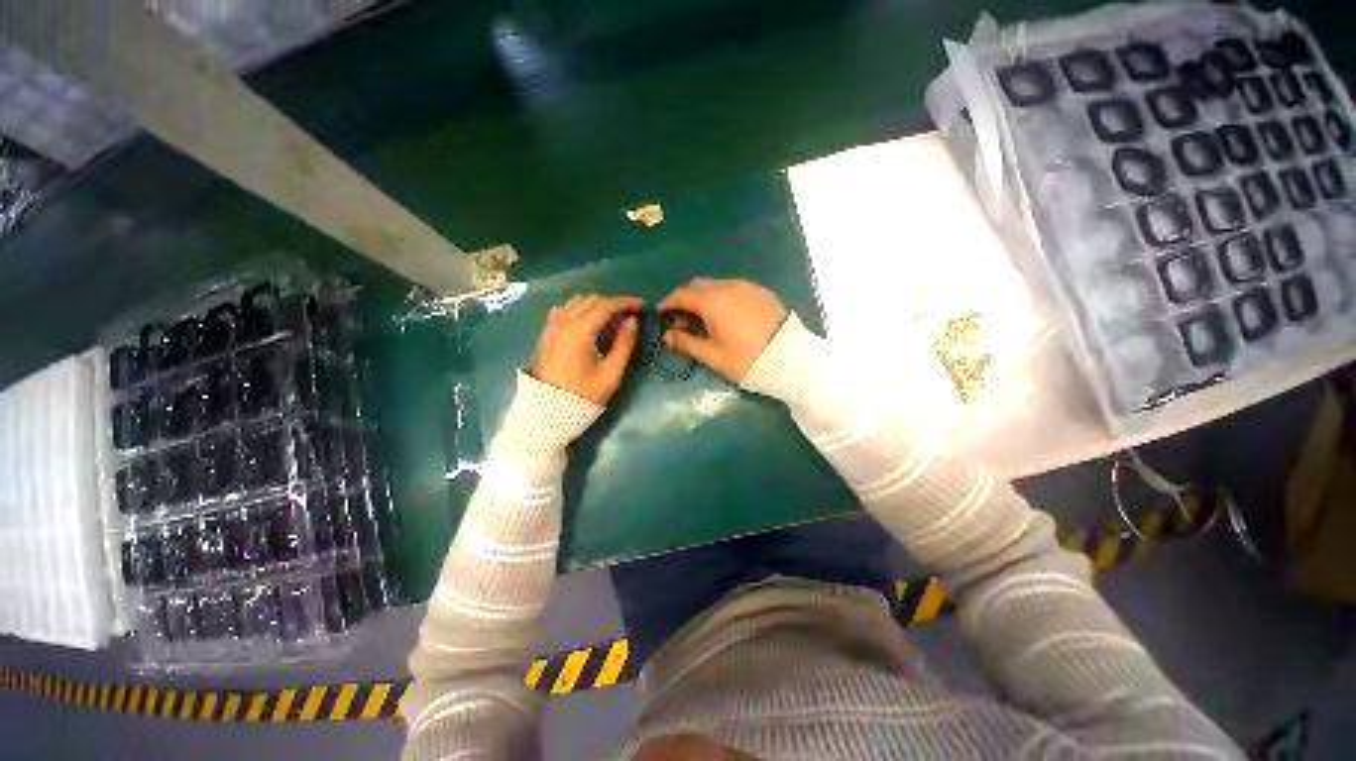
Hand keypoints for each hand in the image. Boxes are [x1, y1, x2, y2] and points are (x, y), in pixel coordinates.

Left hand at [528, 294, 642, 403]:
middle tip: (629, 314)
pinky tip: (588, 320)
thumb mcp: (611, 373)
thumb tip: (632, 321)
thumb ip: (624, 344)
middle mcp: (563, 322)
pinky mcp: (546, 333)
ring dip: (597, 304)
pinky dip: (579, 308)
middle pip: (592, 300)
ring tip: (612, 317)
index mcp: (580, 331)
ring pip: (577, 301)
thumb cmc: (584, 395)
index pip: (606, 306)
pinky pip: (564, 309)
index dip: (626, 302)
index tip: (642, 305)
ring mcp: (551, 326)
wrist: (548, 411)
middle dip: (613, 303)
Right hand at [658, 278, 787, 381]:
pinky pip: (733, 288)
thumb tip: (667, 336)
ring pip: (716, 285)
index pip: (681, 295)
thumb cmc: (745, 359)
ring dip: (704, 297)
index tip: (661, 313)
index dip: (668, 303)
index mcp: (712, 301)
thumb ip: (686, 343)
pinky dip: (722, 296)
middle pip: (698, 286)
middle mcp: (727, 286)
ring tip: (704, 319)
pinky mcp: (761, 291)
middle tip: (682, 320)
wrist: (790, 358)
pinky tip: (725, 314)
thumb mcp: (712, 356)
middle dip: (686, 299)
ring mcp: (746, 286)